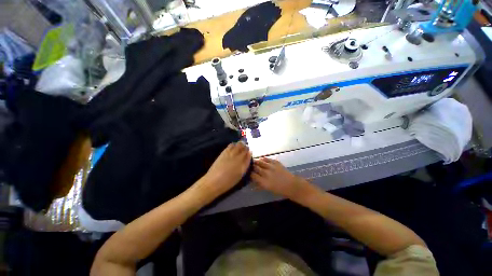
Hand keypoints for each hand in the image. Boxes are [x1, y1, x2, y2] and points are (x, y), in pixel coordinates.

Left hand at [202, 142, 251, 196]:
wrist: (214, 181)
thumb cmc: (229, 181)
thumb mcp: (240, 174)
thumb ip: (245, 164)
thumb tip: (249, 155)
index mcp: (243, 162)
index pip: (249, 152)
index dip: (249, 151)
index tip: (249, 152)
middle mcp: (237, 155)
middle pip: (244, 146)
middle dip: (245, 147)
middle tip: (244, 149)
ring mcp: (230, 152)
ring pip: (238, 144)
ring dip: (240, 145)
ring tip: (239, 148)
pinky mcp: (224, 152)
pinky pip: (231, 145)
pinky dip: (234, 145)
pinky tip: (233, 148)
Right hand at [252, 158, 311, 200]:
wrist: (291, 185)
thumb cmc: (279, 190)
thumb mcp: (268, 189)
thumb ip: (259, 184)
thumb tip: (253, 180)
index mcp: (263, 181)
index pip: (252, 175)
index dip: (249, 173)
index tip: (248, 172)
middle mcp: (266, 173)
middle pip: (255, 167)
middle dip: (252, 166)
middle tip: (250, 166)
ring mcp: (271, 167)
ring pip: (260, 161)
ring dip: (256, 161)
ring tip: (254, 161)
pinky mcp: (276, 162)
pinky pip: (267, 159)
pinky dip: (263, 159)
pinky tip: (262, 159)